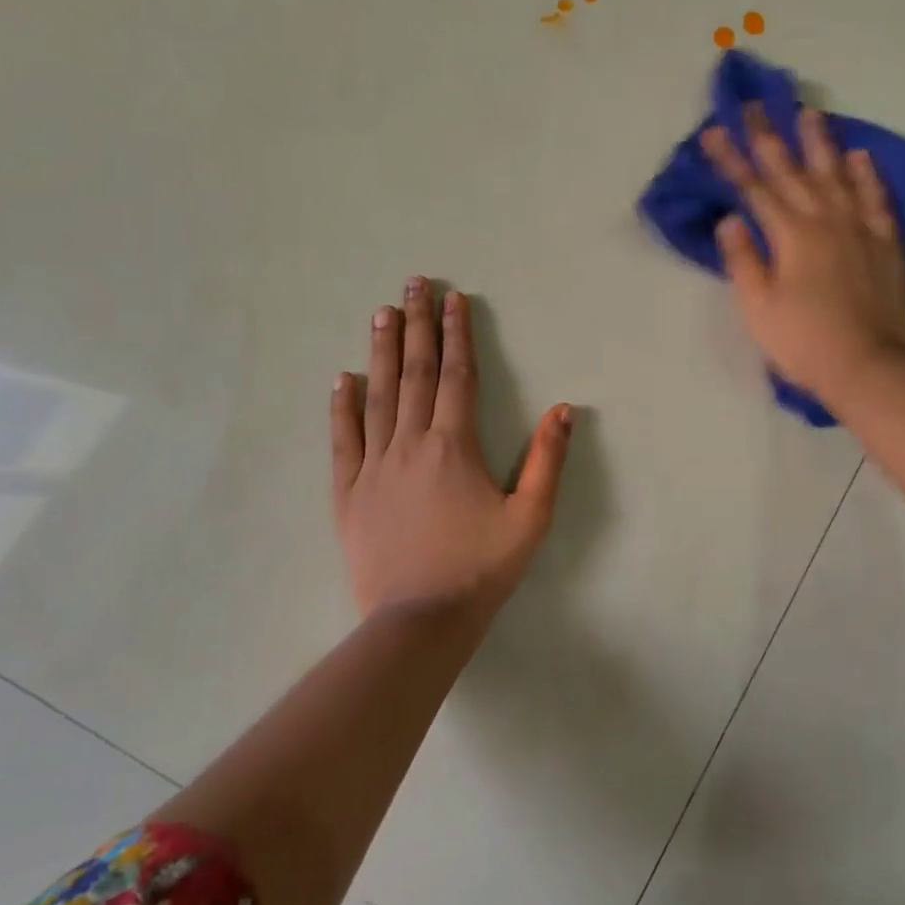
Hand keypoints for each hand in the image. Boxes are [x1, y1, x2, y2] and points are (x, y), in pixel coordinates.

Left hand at [332, 278, 572, 621]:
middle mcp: (410, 444)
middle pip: (415, 373)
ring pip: (378, 396)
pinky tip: (341, 379)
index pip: (457, 376)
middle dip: (416, 325)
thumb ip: (547, 460)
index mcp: (454, 446)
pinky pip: (343, 440)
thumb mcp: (531, 517)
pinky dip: (342, 407)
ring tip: (381, 313)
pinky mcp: (349, 492)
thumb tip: (563, 409)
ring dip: (381, 352)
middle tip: (412, 284)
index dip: (457, 335)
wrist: (421, 620)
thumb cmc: (482, 567)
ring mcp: (374, 466)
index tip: (453, 299)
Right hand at [702, 105, 904, 400]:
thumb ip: (742, 259)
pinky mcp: (887, 243)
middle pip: (792, 171)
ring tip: (809, 112)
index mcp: (790, 235)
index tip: (713, 131)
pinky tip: (860, 155)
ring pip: (837, 174)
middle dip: (768, 137)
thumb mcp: (758, 307)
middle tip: (754, 105)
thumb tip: (730, 219)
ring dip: (819, 142)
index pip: (754, 188)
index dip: (731, 160)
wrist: (868, 366)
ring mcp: (860, 228)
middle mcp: (825, 220)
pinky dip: (867, 175)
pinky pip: (877, 199)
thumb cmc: (804, 342)